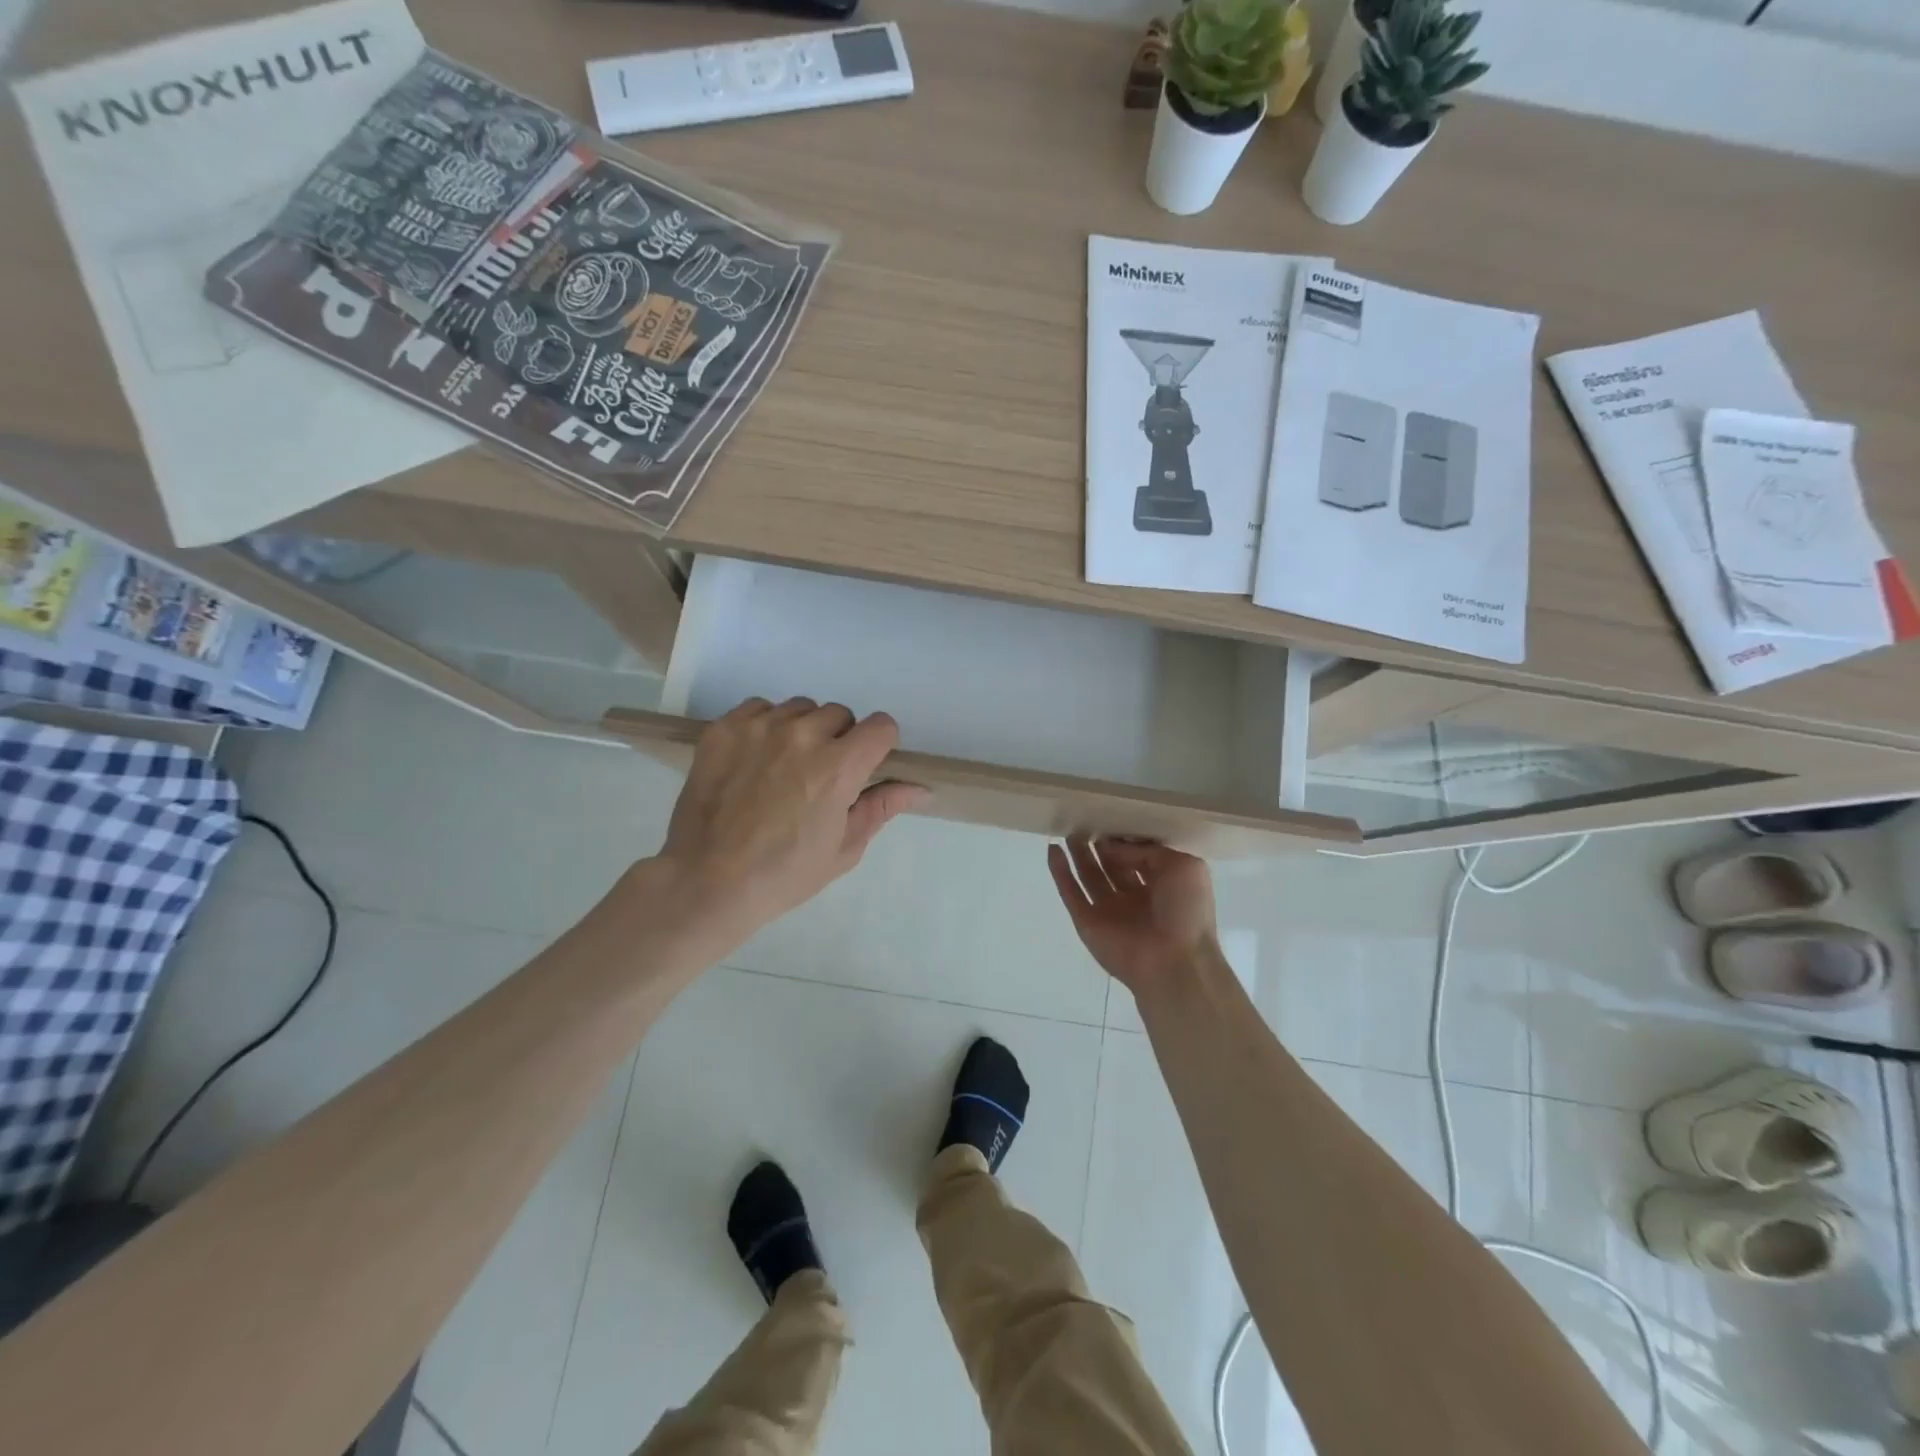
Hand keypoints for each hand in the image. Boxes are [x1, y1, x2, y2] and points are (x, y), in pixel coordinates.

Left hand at [655, 697, 926, 952]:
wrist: (707, 881)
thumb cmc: (784, 874)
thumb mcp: (844, 848)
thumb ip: (881, 807)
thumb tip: (919, 788)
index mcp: (838, 767)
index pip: (881, 725)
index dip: (878, 745)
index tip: (865, 766)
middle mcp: (802, 736)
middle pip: (840, 714)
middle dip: (839, 740)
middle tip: (820, 775)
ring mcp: (759, 728)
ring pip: (800, 708)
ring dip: (802, 731)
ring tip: (784, 766)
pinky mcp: (724, 729)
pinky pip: (759, 708)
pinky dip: (765, 727)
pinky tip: (755, 759)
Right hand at [1047, 835, 1217, 994]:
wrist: (1173, 962)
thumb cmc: (1186, 911)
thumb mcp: (1183, 867)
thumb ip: (1148, 851)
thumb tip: (1114, 846)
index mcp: (1163, 885)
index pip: (1139, 856)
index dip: (1125, 839)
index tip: (1111, 817)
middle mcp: (1135, 897)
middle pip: (1112, 865)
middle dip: (1100, 844)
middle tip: (1087, 820)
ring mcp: (1109, 910)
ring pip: (1089, 876)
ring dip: (1079, 854)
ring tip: (1070, 830)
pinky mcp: (1087, 921)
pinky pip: (1071, 893)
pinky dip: (1060, 873)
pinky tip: (1053, 850)